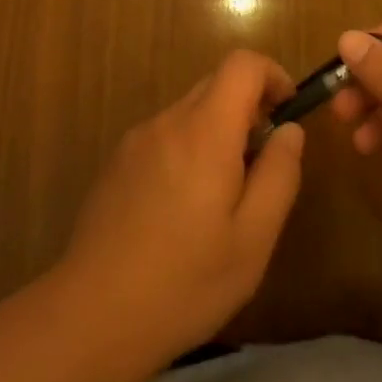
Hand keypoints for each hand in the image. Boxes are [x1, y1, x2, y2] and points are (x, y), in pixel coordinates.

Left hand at [58, 51, 304, 365]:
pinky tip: (183, 212)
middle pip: (215, 85)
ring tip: (222, 199)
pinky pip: (165, 137)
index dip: (272, 76)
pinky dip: (188, 151)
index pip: (242, 64)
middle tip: (261, 167)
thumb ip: (279, 174)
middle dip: (248, 110)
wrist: (92, 316)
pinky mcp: (116, 164)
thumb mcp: (253, 237)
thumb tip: (289, 130)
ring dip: (217, 134)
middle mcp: (167, 122)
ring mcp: (136, 141)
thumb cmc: (185, 281)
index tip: (287, 114)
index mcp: (204, 131)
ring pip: (189, 113)